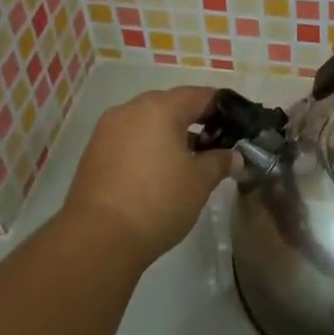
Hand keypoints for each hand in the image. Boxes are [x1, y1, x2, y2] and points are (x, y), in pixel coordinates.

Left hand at [62, 86, 230, 260]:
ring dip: (170, 136)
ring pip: (147, 123)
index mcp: (159, 107)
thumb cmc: (158, 201)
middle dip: (195, 121)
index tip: (239, 123)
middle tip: (217, 143)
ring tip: (189, 162)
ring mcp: (107, 131)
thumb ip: (221, 161)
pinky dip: (148, 148)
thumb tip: (234, 156)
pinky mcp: (94, 153)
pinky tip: (160, 173)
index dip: (223, 107)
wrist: (98, 239)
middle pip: (171, 106)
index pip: (200, 95)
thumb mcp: (200, 181)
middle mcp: (130, 110)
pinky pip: (130, 140)